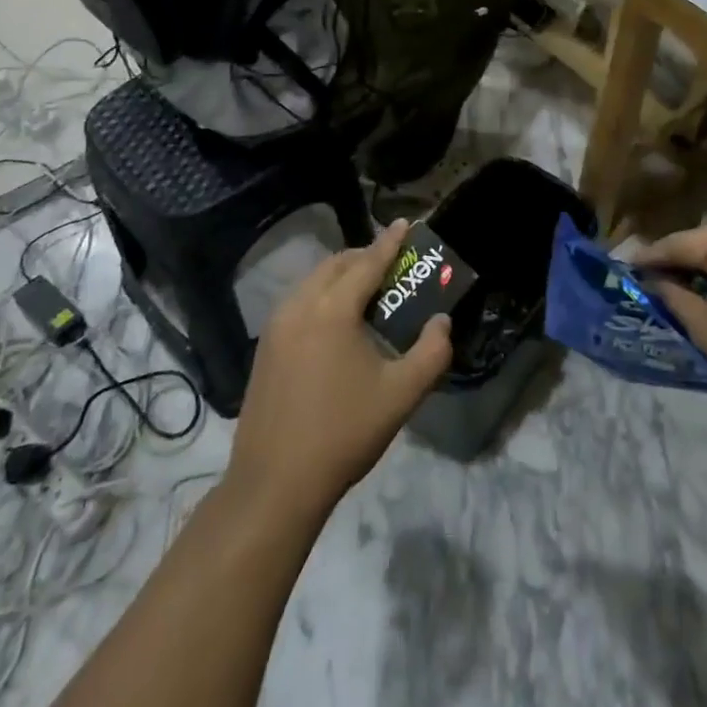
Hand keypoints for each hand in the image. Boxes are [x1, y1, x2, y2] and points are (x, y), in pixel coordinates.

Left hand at [225, 221, 452, 519]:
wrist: (274, 484)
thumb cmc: (343, 434)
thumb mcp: (401, 395)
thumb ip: (431, 352)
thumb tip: (441, 322)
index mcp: (332, 310)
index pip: (367, 263)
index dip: (390, 242)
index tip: (406, 222)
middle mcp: (299, 306)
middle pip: (336, 265)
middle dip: (365, 256)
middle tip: (393, 262)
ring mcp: (276, 326)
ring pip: (313, 281)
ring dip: (342, 275)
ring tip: (368, 290)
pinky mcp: (265, 347)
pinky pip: (299, 302)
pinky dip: (322, 295)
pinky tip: (336, 322)